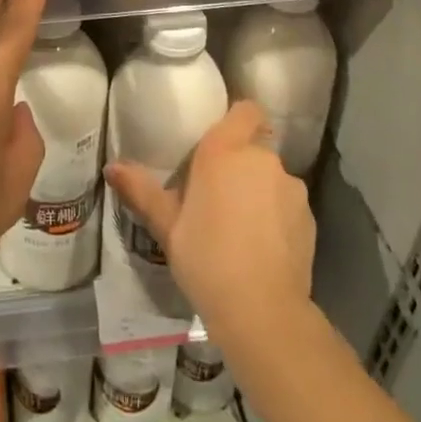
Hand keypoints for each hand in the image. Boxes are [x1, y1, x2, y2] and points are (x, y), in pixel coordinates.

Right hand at [105, 101, 314, 335]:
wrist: (262, 311)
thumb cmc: (205, 258)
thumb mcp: (166, 226)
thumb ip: (141, 191)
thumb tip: (111, 167)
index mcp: (225, 151)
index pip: (245, 110)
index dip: (236, 120)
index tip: (218, 141)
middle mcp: (261, 159)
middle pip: (254, 146)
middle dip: (239, 164)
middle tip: (216, 194)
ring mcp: (290, 187)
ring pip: (271, 177)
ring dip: (258, 190)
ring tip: (240, 225)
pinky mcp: (308, 216)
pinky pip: (287, 203)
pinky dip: (276, 215)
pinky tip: (261, 246)